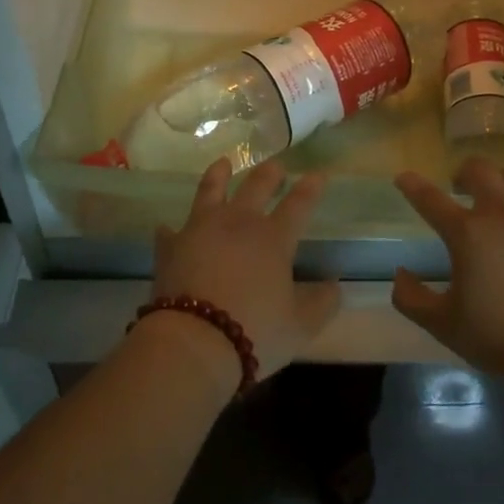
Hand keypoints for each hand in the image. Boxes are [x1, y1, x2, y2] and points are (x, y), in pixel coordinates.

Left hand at [147, 159, 339, 387]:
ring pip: (210, 191)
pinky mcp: (171, 247)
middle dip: (269, 173)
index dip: (310, 188)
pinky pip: (170, 232)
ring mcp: (200, 229)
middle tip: (276, 165)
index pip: (298, 204)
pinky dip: (171, 230)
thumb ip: (322, 302)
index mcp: (273, 238)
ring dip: (218, 175)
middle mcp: (237, 223)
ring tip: (222, 163)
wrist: (193, 340)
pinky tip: (167, 228)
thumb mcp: (300, 325)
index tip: (319, 174)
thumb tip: (335, 285)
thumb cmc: (255, 330)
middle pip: (255, 186)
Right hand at [391, 157, 503, 376]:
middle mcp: (500, 214)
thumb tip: (401, 274)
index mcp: (466, 233)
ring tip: (492, 202)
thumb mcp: (442, 324)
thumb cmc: (498, 336)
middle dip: (463, 173)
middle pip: (479, 169)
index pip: (430, 198)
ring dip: (496, 183)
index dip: (412, 185)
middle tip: (458, 190)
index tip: (403, 179)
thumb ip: (411, 298)